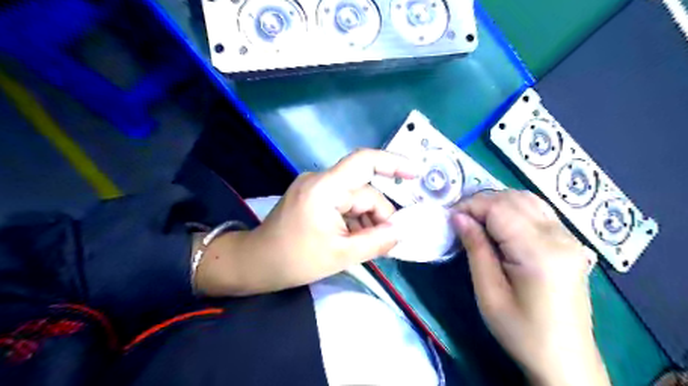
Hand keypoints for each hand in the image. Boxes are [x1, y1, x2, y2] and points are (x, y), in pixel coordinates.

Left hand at [197, 150, 416, 296]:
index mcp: (325, 188)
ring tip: (364, 246)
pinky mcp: (313, 196)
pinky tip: (352, 239)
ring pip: (355, 199)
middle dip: (378, 216)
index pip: (364, 162)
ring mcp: (315, 187)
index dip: (393, 163)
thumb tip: (401, 231)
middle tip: (385, 243)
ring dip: (365, 220)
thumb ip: (376, 242)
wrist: (256, 263)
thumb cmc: (295, 260)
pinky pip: (343, 203)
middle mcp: (320, 180)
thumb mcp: (341, 255)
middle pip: (363, 191)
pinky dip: (353, 219)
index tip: (416, 173)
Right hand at [456, 192, 608, 385]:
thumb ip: (475, 249)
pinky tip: (500, 224)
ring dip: (497, 203)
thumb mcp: (489, 293)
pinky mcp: (570, 242)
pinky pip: (539, 210)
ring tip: (477, 220)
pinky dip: (514, 208)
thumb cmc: (521, 331)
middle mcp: (560, 237)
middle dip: (481, 202)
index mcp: (539, 252)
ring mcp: (569, 237)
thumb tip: (458, 217)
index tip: (450, 217)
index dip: (471, 206)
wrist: (566, 359)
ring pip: (527, 199)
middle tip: (460, 220)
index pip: (500, 208)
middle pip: (514, 199)